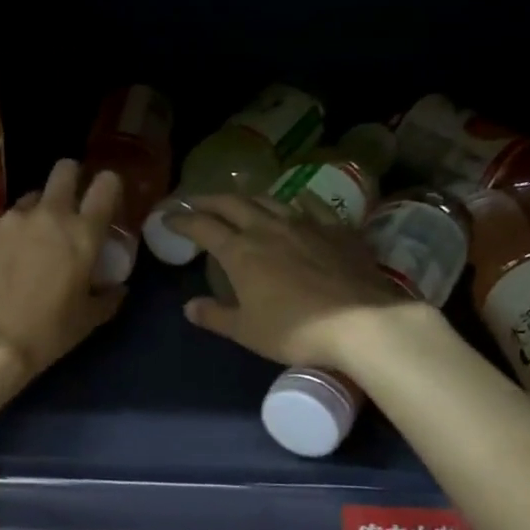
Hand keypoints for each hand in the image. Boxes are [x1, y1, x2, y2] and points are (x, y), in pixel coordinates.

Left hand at [0, 159, 126, 383]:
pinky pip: (7, 219)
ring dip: (40, 209)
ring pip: (33, 196)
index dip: (109, 184)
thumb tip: (118, 288)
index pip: (105, 185)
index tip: (107, 196)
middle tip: (70, 203)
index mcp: (83, 234)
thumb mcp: (88, 320)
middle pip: (65, 170)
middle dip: (71, 178)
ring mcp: (13, 219)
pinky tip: (8, 256)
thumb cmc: (47, 333)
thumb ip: (108, 297)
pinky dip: (13, 231)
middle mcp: (50, 215)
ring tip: (35, 238)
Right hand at [165, 194, 417, 366]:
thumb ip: (215, 316)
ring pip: (269, 199)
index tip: (168, 218)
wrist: (362, 322)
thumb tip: (189, 306)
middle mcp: (269, 228)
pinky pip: (310, 206)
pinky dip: (294, 202)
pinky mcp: (337, 229)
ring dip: (247, 198)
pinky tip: (295, 205)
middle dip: (209, 200)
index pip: (203, 227)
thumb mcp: (246, 331)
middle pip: (233, 203)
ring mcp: (306, 224)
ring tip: (239, 202)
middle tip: (195, 202)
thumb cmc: (295, 330)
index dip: (182, 220)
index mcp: (241, 252)